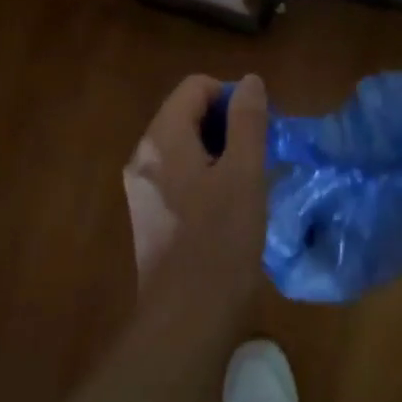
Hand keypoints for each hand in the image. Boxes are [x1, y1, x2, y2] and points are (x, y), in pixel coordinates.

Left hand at [123, 73, 269, 319]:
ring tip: (250, 180)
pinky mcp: (149, 214)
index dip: (231, 96)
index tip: (259, 127)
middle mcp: (143, 156)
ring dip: (220, 150)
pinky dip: (206, 175)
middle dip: (227, 124)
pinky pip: (179, 174)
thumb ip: (247, 122)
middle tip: (259, 154)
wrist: (186, 320)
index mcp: (161, 139)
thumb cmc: (220, 241)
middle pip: (187, 114)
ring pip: (184, 146)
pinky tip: (229, 206)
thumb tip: (249, 81)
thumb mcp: (244, 174)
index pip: (195, 87)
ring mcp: (142, 187)